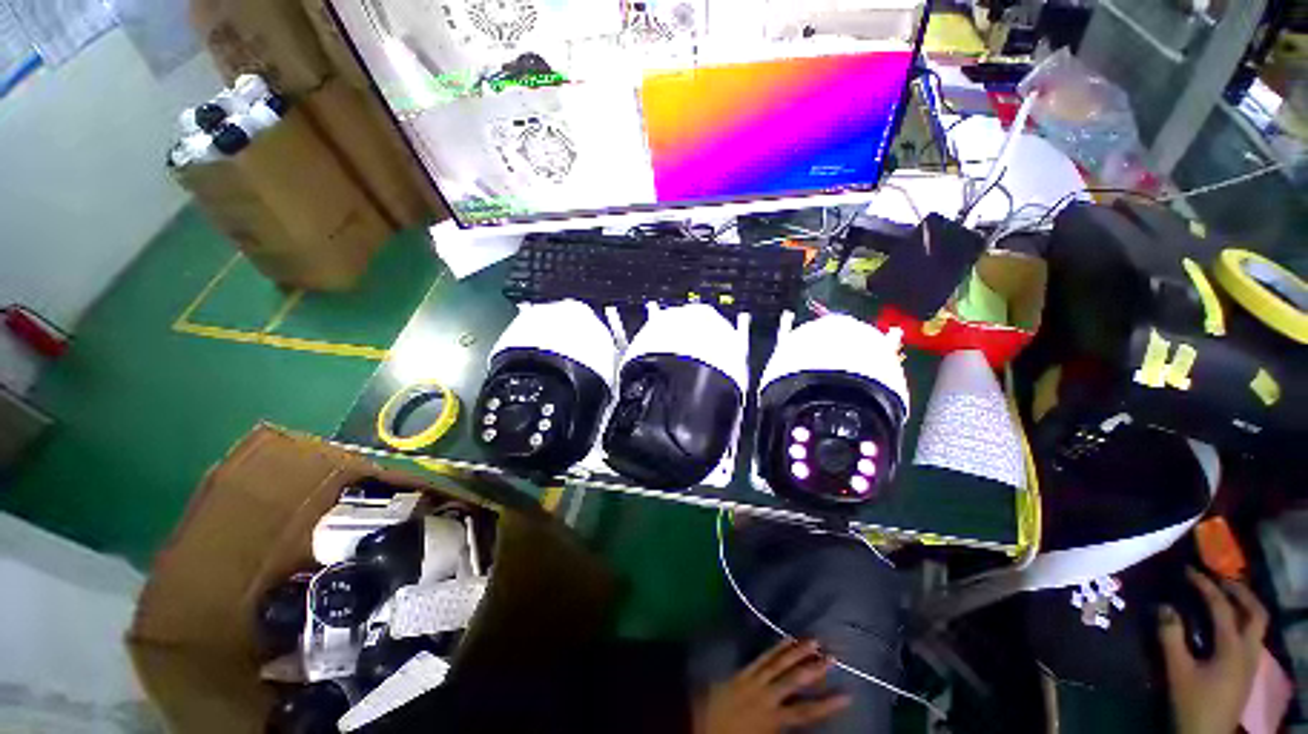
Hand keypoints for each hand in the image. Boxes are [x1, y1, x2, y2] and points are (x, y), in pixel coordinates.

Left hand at [694, 638, 851, 733]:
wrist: (698, 723)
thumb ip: (781, 728)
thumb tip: (802, 721)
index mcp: (772, 720)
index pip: (805, 713)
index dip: (827, 705)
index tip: (848, 694)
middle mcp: (766, 697)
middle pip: (794, 680)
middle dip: (814, 668)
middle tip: (833, 656)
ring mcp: (753, 680)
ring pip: (779, 663)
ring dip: (797, 651)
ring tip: (814, 640)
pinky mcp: (742, 671)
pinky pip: (762, 657)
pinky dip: (776, 647)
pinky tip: (787, 638)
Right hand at [1159, 569, 1267, 733]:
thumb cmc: (1192, 702)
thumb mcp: (1177, 671)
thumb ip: (1171, 637)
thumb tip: (1164, 606)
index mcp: (1232, 646)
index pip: (1221, 606)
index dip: (1205, 586)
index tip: (1188, 570)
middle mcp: (1248, 649)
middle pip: (1255, 612)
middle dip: (1239, 592)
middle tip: (1218, 578)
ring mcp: (1250, 661)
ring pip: (1257, 625)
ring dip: (1243, 605)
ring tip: (1224, 596)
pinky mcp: (1247, 670)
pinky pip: (1251, 636)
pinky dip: (1241, 621)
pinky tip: (1226, 625)